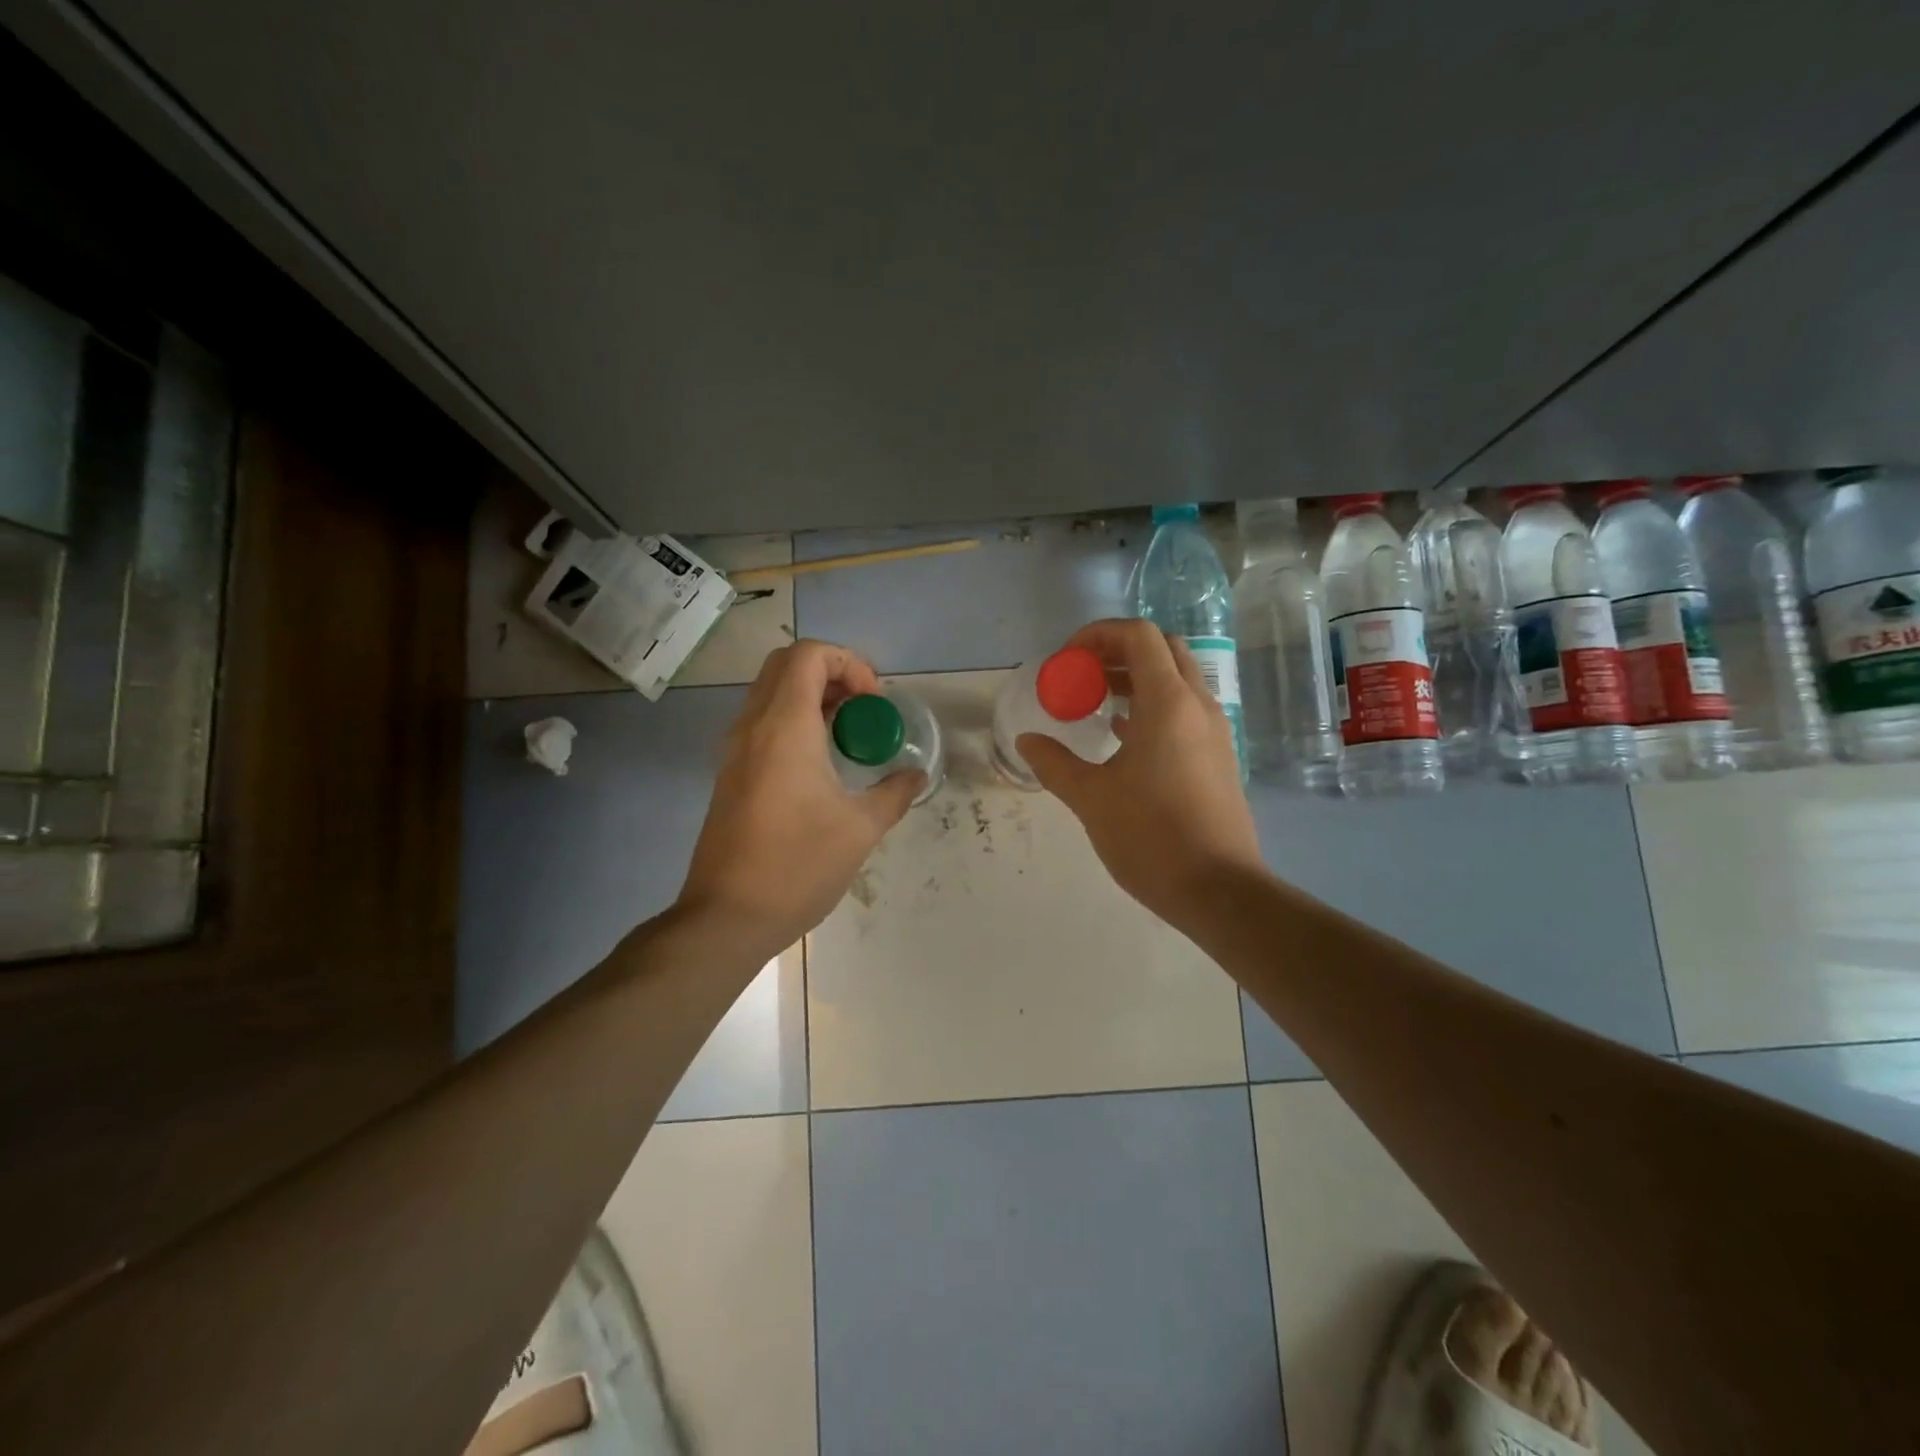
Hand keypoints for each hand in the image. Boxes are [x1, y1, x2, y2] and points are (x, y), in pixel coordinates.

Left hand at [678, 640, 922, 953]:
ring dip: (811, 697)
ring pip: (770, 693)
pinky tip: (821, 762)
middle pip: (786, 665)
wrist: (727, 916)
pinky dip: (793, 721)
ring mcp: (735, 749)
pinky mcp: (730, 773)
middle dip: (831, 673)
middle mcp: (753, 726)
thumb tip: (916, 775)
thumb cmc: (797, 866)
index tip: (874, 702)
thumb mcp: (860, 829)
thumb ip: (894, 793)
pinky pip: (762, 723)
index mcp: (784, 727)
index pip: (809, 655)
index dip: (849, 663)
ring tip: (847, 734)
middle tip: (862, 708)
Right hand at [1018, 619, 1262, 925]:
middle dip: (1118, 651)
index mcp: (1168, 702)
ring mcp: (1214, 730)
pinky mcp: (1218, 755)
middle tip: (1082, 675)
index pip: (1138, 635)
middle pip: (1162, 649)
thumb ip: (1054, 763)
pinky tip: (1123, 735)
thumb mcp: (1090, 798)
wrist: (1218, 890)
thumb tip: (1027, 741)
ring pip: (1177, 679)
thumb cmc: (1150, 837)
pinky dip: (1154, 705)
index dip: (1098, 635)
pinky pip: (1185, 709)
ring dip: (1137, 678)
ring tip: (1096, 702)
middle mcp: (1197, 705)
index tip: (1067, 661)